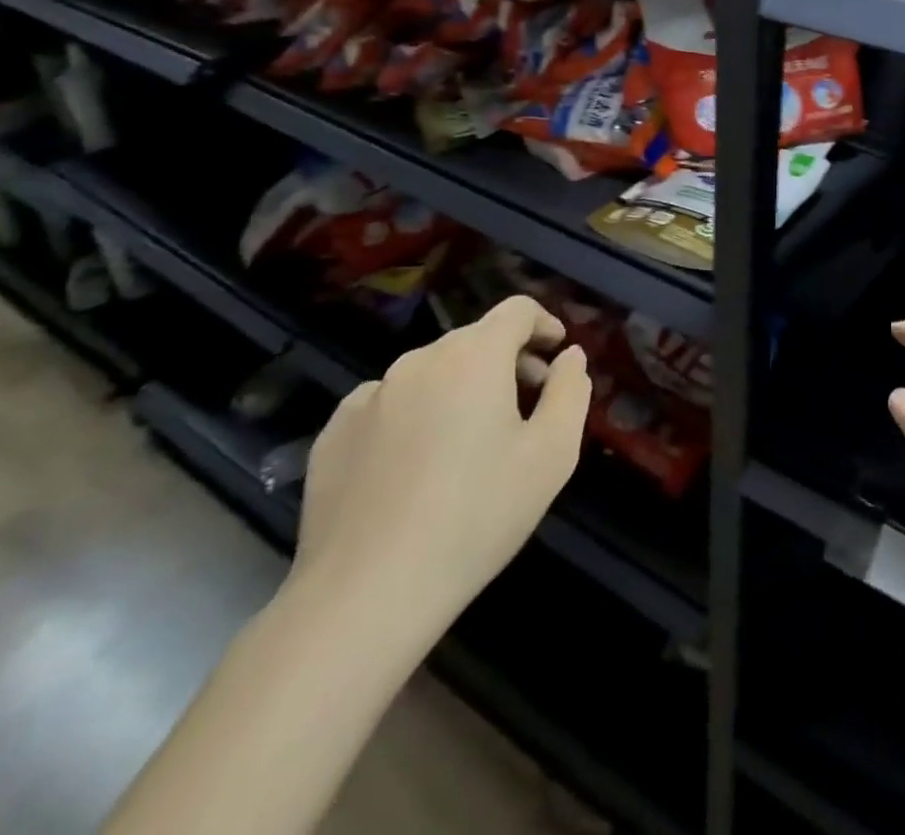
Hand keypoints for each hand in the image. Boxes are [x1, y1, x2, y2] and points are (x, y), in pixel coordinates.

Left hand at [291, 297, 591, 635]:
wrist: (367, 594)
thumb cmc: (478, 515)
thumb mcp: (553, 453)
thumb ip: (570, 390)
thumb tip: (569, 356)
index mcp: (474, 356)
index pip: (516, 310)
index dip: (544, 324)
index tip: (556, 355)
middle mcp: (419, 361)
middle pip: (474, 340)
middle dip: (508, 360)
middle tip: (527, 405)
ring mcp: (369, 396)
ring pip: (431, 372)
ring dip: (461, 388)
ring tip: (472, 441)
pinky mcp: (334, 434)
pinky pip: (388, 404)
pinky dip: (415, 414)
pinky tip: (417, 465)